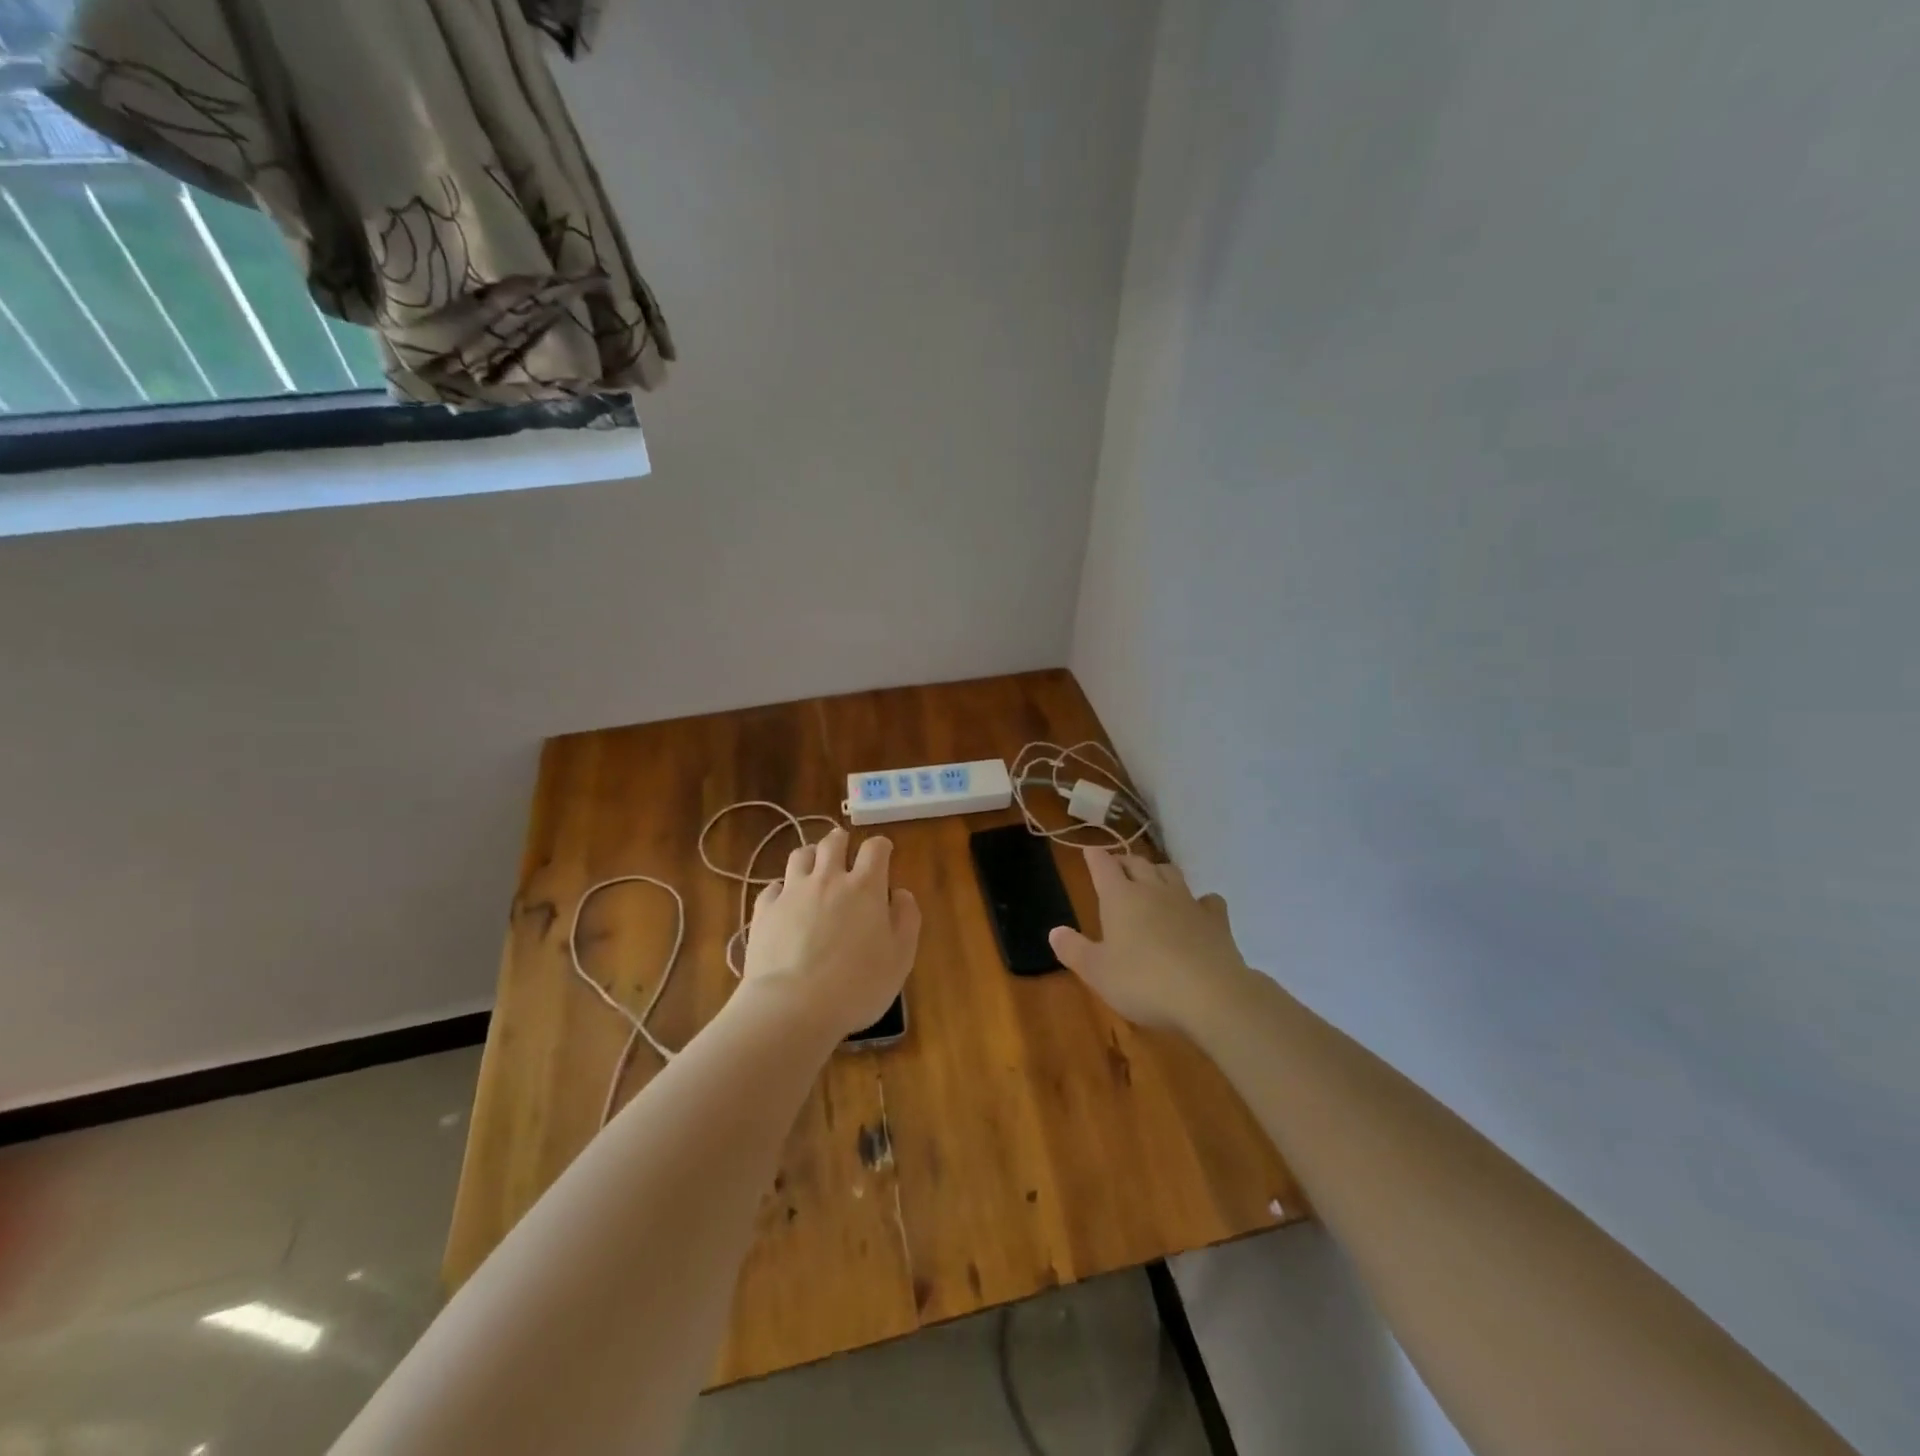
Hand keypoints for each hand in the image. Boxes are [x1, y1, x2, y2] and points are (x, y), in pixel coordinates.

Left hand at [742, 827, 921, 1040]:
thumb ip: (906, 919)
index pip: (875, 848)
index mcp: (865, 887)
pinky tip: (785, 902)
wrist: (793, 1007)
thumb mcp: (900, 958)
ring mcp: (792, 892)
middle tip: (845, 851)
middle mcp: (828, 879)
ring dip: (811, 857)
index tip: (884, 852)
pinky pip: (773, 887)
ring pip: (800, 855)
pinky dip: (782, 889)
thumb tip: (900, 894)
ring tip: (814, 869)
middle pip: (833, 842)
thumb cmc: (857, 986)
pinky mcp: (764, 910)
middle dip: (842, 841)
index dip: (880, 846)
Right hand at [1049, 849, 1250, 1033]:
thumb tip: (1054, 931)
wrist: (1210, 995)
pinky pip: (1207, 900)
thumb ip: (1074, 950)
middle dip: (1124, 861)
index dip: (1094, 857)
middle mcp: (1153, 890)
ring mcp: (1187, 901)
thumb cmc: (1144, 982)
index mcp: (1120, 897)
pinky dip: (1200, 900)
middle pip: (1137, 863)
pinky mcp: (1216, 920)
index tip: (1089, 851)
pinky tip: (1198, 909)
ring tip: (1152, 879)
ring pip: (1170, 872)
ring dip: (1158, 871)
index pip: (1103, 866)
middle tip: (1117, 866)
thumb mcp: (1097, 972)